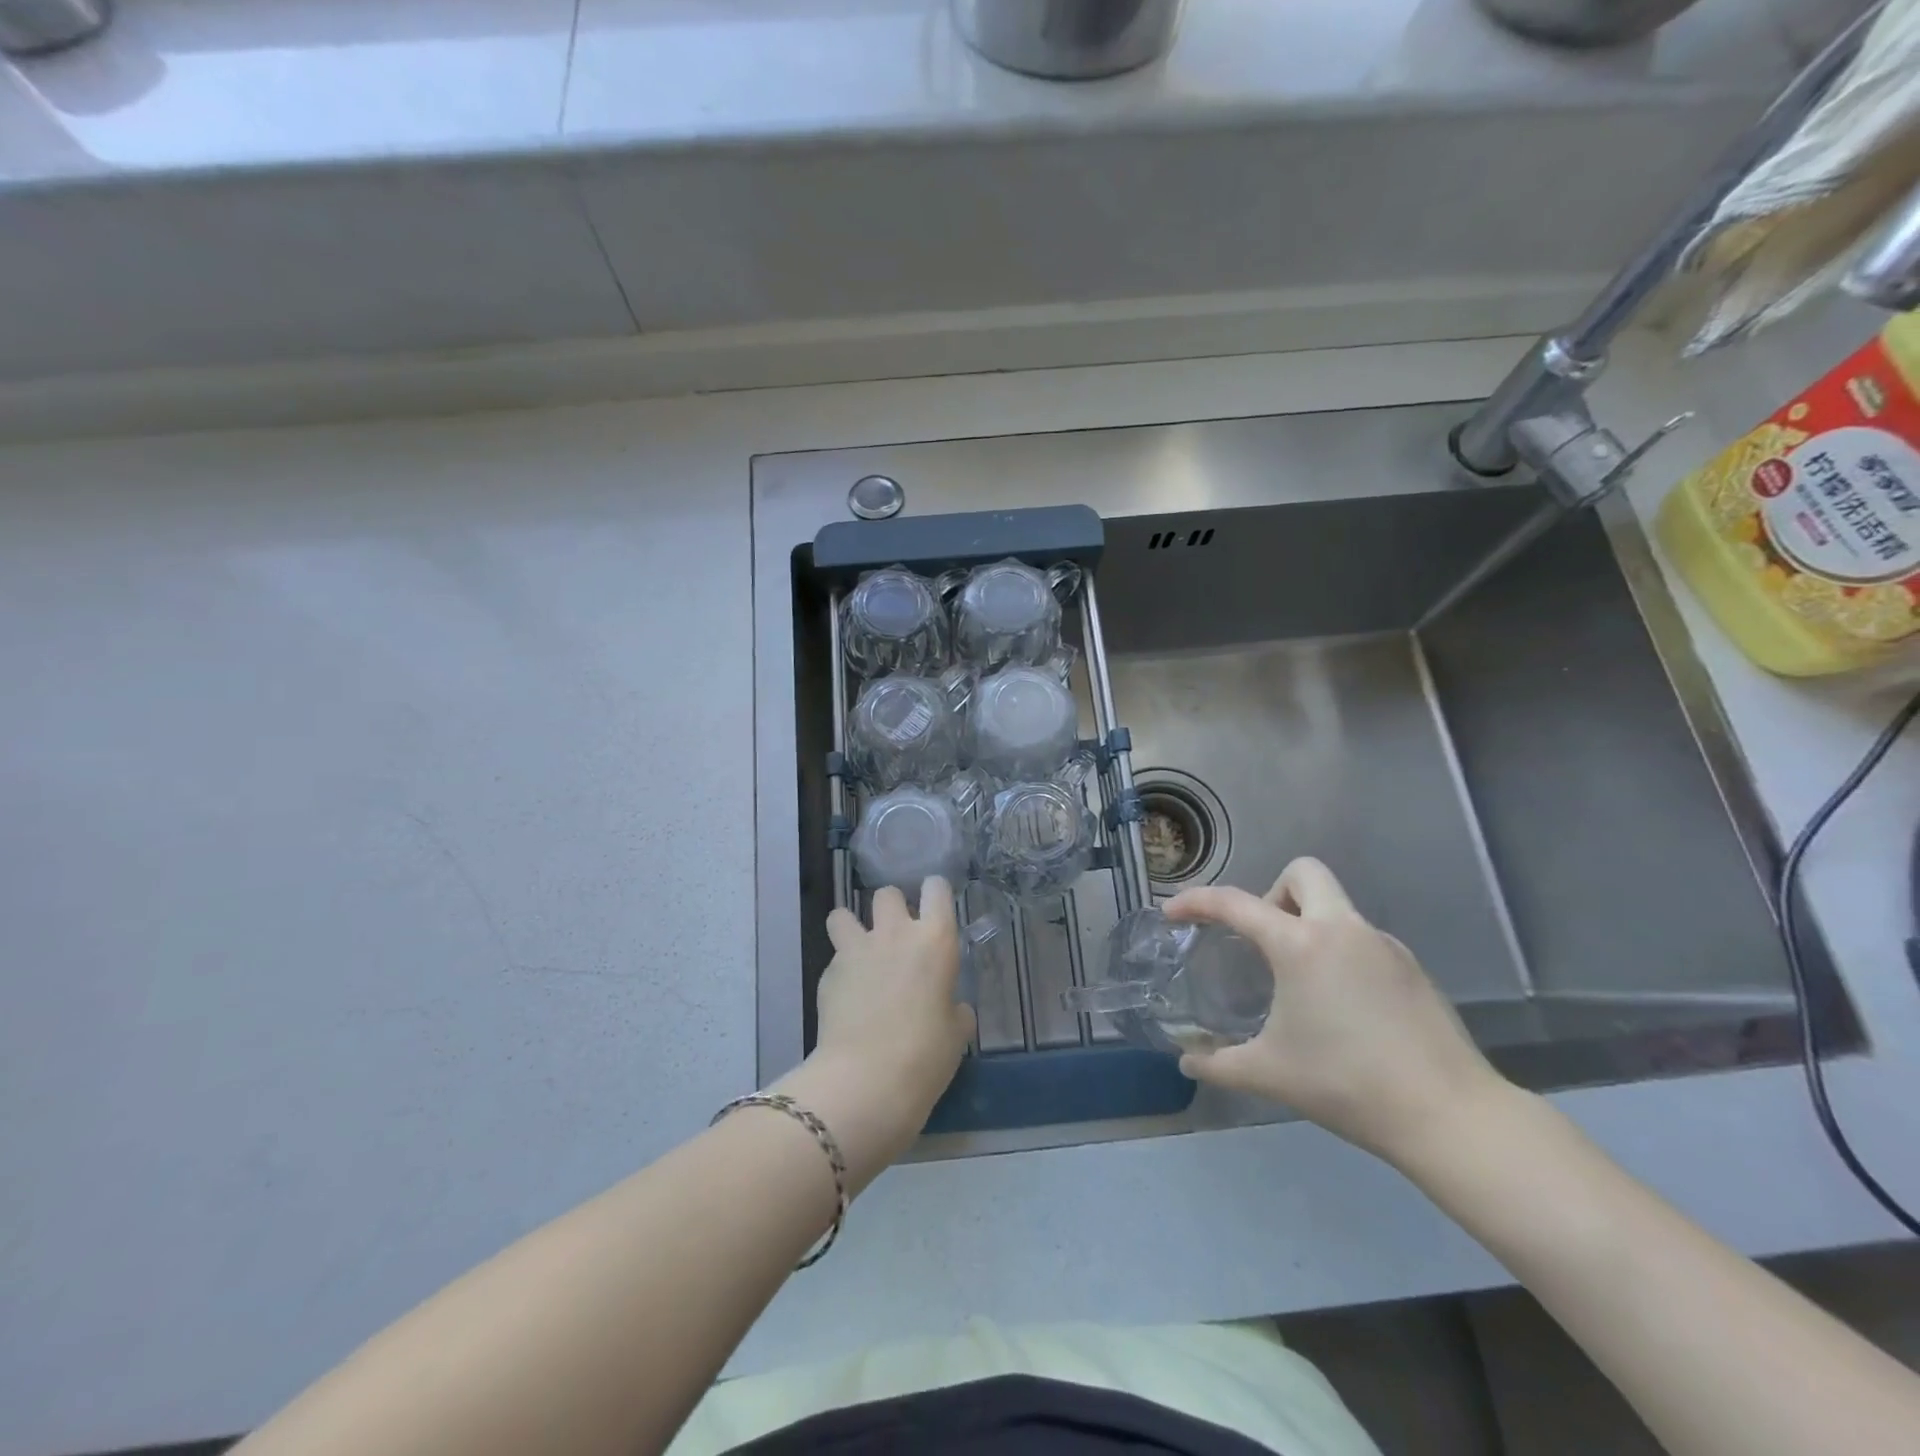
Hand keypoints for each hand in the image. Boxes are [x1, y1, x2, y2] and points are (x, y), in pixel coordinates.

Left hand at [776, 879, 974, 1190]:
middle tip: (897, 936)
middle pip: (887, 894)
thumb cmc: (925, 1056)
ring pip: (843, 913)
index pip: (936, 888)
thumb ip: (954, 1009)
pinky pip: (834, 957)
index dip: (934, 893)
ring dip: (852, 927)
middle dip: (891, 908)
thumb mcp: (956, 1034)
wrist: (866, 1080)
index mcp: (935, 940)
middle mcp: (895, 933)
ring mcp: (856, 949)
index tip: (934, 909)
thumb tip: (950, 1006)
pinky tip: (846, 995)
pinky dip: (840, 969)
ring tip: (860, 953)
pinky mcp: (827, 972)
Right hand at [1165, 858, 1510, 1167]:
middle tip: (1264, 941)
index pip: (1235, 904)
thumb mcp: (1270, 1074)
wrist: (1450, 1116)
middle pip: (1303, 873)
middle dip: (1273, 893)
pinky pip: (1362, 939)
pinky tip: (1343, 1006)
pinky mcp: (1412, 968)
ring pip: (1336, 906)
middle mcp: (1343, 929)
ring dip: (1309, 925)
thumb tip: (1186, 1063)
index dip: (1196, 901)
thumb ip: (1218, 1065)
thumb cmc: (1347, 1085)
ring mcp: (1384, 945)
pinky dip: (1340, 953)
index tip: (1173, 912)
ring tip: (1301, 983)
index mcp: (1301, 945)